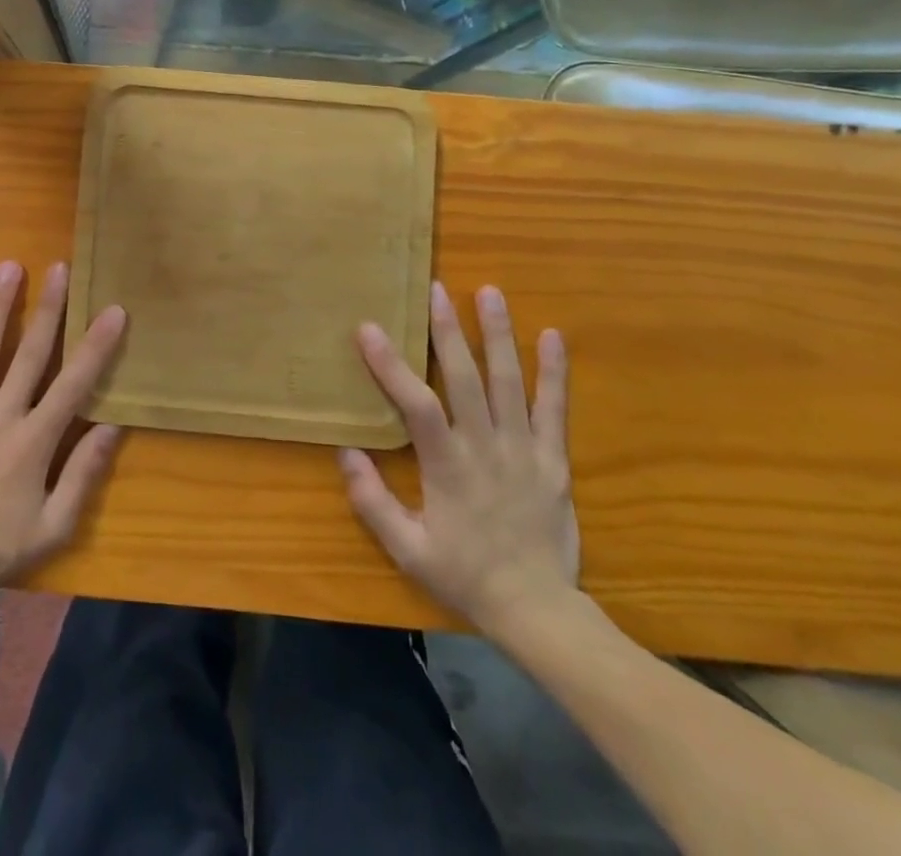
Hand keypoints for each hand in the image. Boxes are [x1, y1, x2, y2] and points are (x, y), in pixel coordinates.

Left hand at [0, 260, 125, 607]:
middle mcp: (0, 417)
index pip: (73, 385)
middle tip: (60, 268)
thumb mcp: (55, 524)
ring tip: (8, 267)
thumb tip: (112, 427)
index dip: (96, 347)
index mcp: (34, 442)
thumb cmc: (0, 546)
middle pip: (29, 355)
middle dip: (49, 310)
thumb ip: (84, 474)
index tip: (114, 311)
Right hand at [340, 282, 578, 644]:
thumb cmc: (464, 574)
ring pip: (509, 384)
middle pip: (466, 379)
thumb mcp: (407, 549)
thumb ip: (373, 501)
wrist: (539, 611)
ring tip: (490, 293)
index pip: (417, 405)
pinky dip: (554, 372)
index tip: (370, 328)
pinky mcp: (554, 461)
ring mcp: (525, 451)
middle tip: (437, 288)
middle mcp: (486, 448)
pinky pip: (555, 410)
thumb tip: (345, 452)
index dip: (392, 365)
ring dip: (498, 336)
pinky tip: (553, 336)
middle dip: (449, 330)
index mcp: (448, 466)